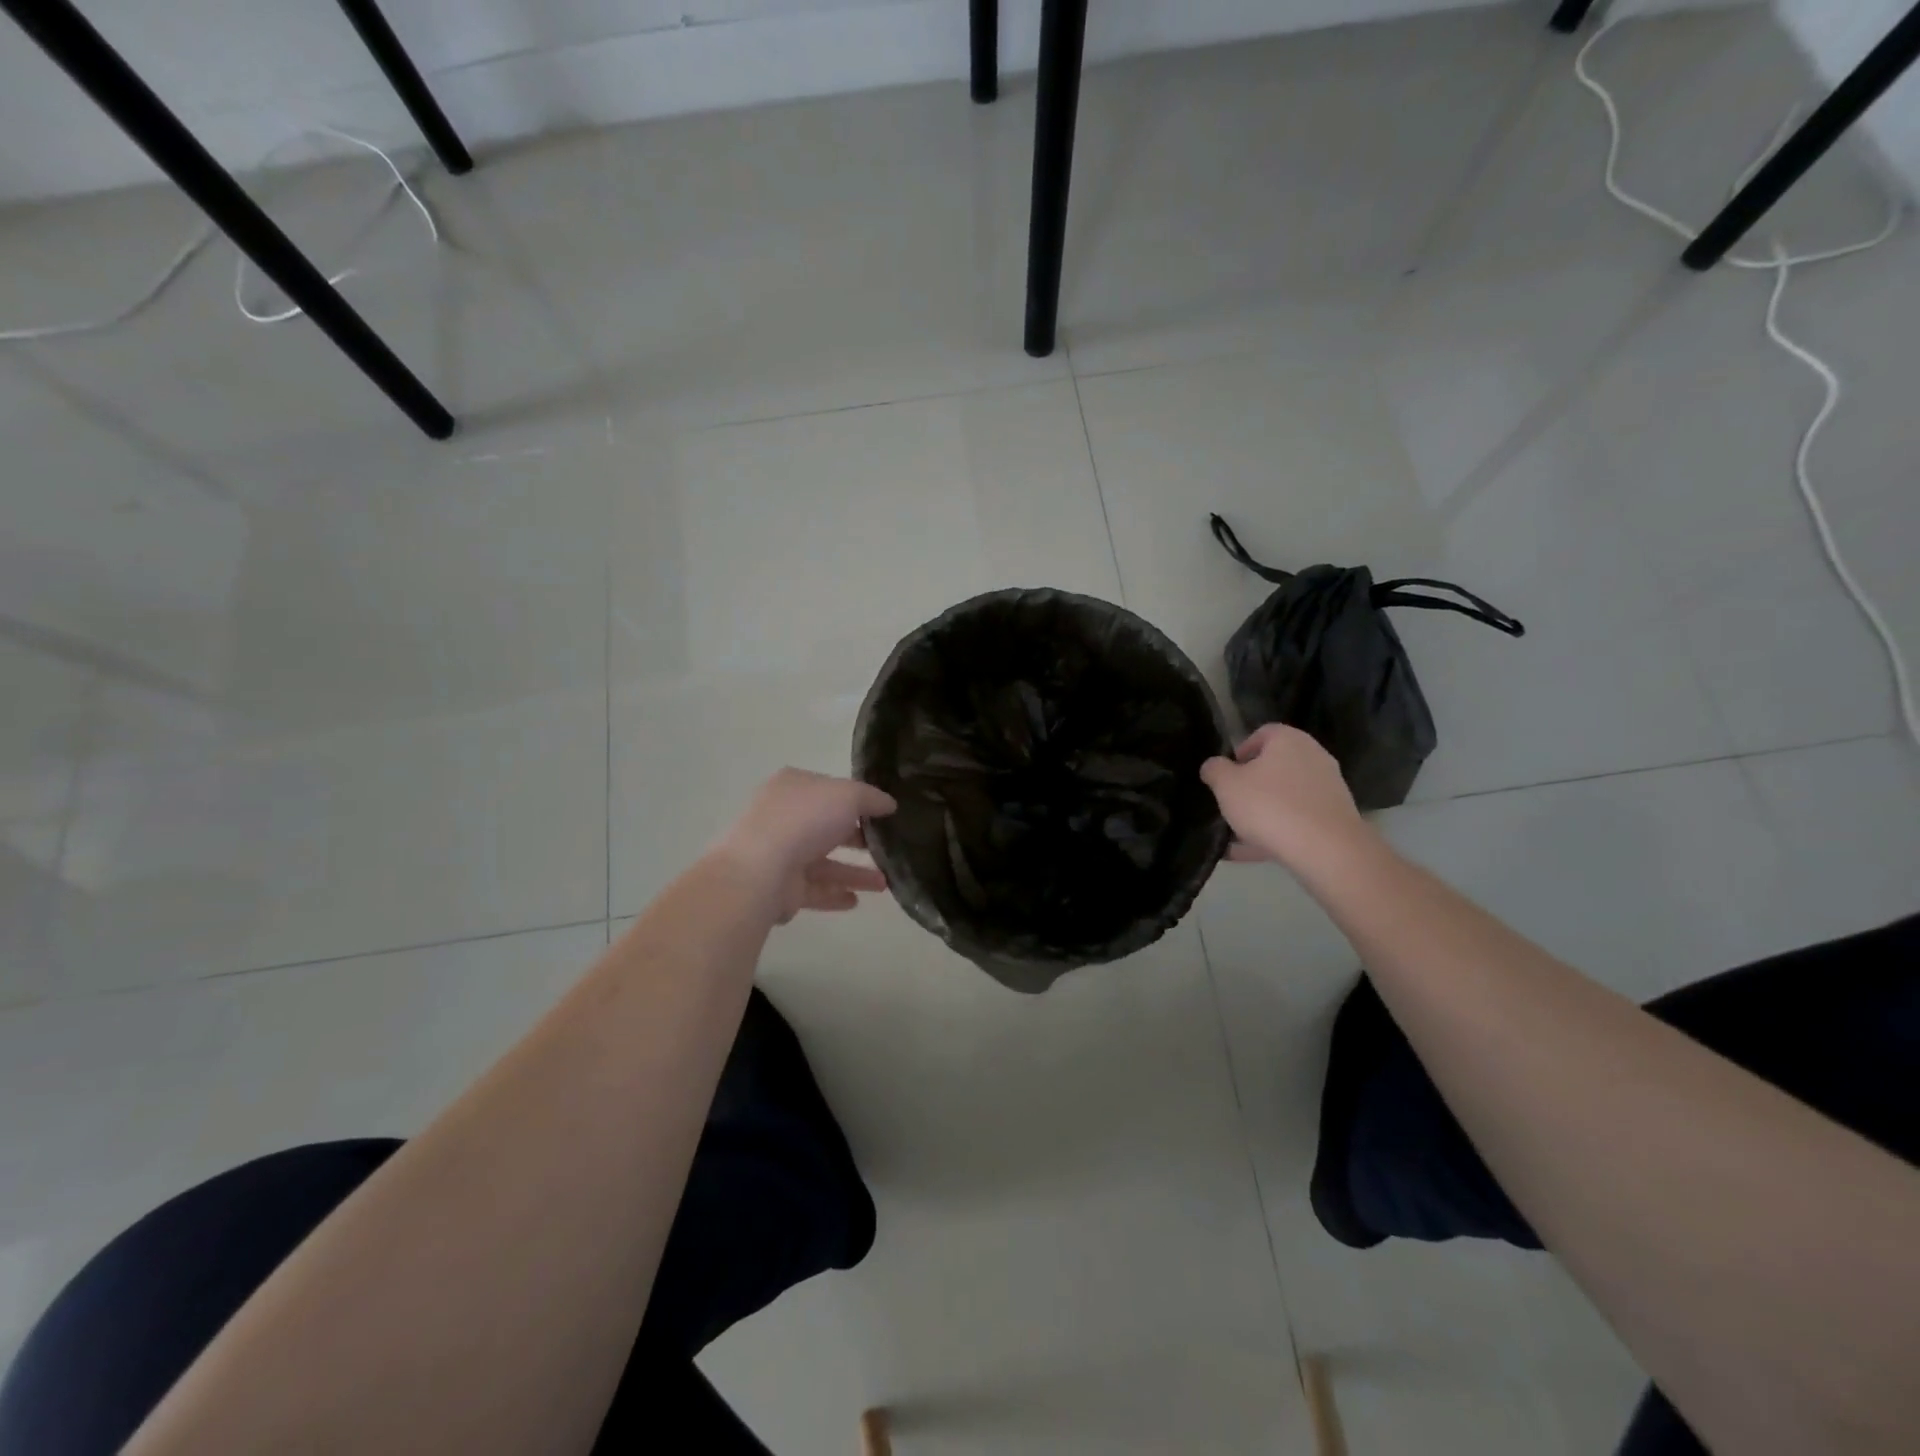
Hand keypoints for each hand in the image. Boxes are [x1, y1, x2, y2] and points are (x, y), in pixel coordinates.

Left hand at [713, 768, 896, 922]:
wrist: (761, 870)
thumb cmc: (805, 820)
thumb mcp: (848, 795)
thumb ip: (872, 798)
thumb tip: (889, 804)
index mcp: (793, 787)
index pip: (829, 789)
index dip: (856, 799)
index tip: (884, 813)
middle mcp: (784, 818)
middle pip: (827, 827)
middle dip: (858, 838)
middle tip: (887, 848)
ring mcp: (780, 854)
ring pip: (824, 862)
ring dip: (854, 873)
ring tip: (884, 884)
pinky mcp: (781, 887)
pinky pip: (814, 890)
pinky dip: (835, 894)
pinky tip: (857, 900)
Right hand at [1200, 724, 1366, 867]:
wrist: (1326, 850)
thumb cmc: (1270, 805)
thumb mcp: (1227, 785)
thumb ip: (1215, 770)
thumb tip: (1213, 765)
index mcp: (1289, 740)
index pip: (1262, 733)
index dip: (1240, 751)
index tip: (1226, 773)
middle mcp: (1313, 757)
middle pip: (1275, 766)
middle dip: (1251, 784)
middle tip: (1231, 803)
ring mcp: (1327, 789)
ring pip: (1285, 797)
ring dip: (1262, 812)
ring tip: (1236, 835)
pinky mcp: (1334, 819)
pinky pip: (1297, 821)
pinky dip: (1276, 832)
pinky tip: (1251, 852)